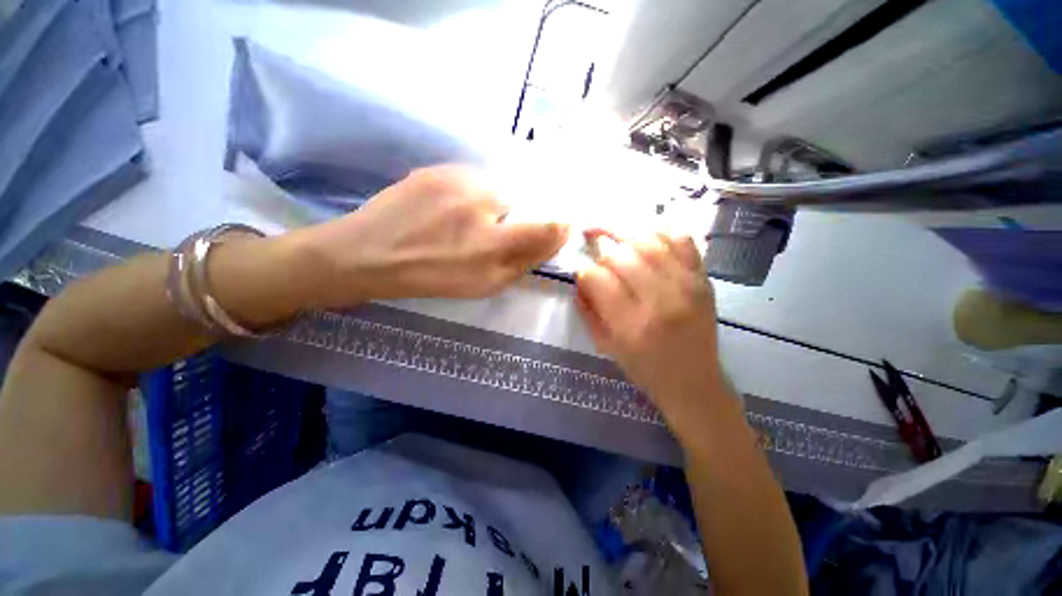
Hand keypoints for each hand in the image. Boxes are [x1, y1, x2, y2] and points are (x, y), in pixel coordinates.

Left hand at [290, 165, 567, 307]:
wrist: (367, 254)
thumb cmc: (430, 277)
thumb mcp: (483, 285)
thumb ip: (522, 263)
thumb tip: (551, 239)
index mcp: (491, 243)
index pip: (546, 227)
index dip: (558, 227)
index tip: (558, 228)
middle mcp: (480, 203)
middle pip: (521, 203)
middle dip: (514, 217)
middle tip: (488, 233)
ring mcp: (457, 179)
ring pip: (495, 189)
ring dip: (490, 204)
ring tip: (462, 222)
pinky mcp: (438, 168)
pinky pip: (471, 180)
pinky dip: (470, 194)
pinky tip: (446, 210)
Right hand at [575, 230, 727, 424]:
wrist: (694, 381)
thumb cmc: (644, 368)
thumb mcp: (606, 346)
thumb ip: (588, 309)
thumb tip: (580, 278)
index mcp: (632, 324)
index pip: (597, 278)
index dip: (583, 272)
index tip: (581, 274)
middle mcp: (660, 300)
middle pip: (621, 255)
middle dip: (601, 248)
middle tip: (593, 247)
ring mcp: (686, 285)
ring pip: (649, 241)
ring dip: (624, 233)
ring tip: (611, 233)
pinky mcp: (703, 278)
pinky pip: (681, 239)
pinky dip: (659, 230)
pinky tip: (644, 235)